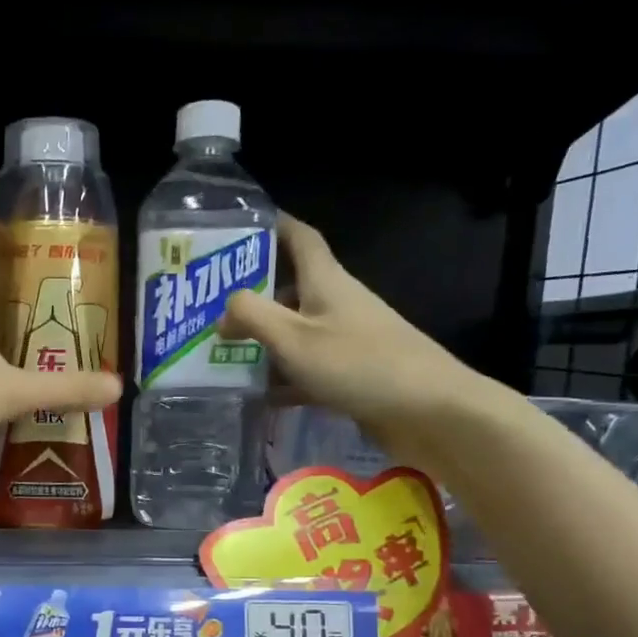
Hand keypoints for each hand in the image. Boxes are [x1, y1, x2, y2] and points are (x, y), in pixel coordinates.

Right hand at [217, 214, 493, 463]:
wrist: (428, 410)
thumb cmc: (357, 363)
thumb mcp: (293, 337)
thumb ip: (252, 316)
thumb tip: (224, 310)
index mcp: (325, 280)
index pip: (299, 238)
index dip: (272, 226)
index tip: (237, 228)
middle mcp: (336, 302)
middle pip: (291, 287)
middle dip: (253, 293)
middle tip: (209, 306)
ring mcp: (346, 338)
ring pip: (295, 330)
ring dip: (264, 339)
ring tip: (222, 352)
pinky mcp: (351, 372)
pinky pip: (307, 367)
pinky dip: (283, 377)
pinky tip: (258, 395)